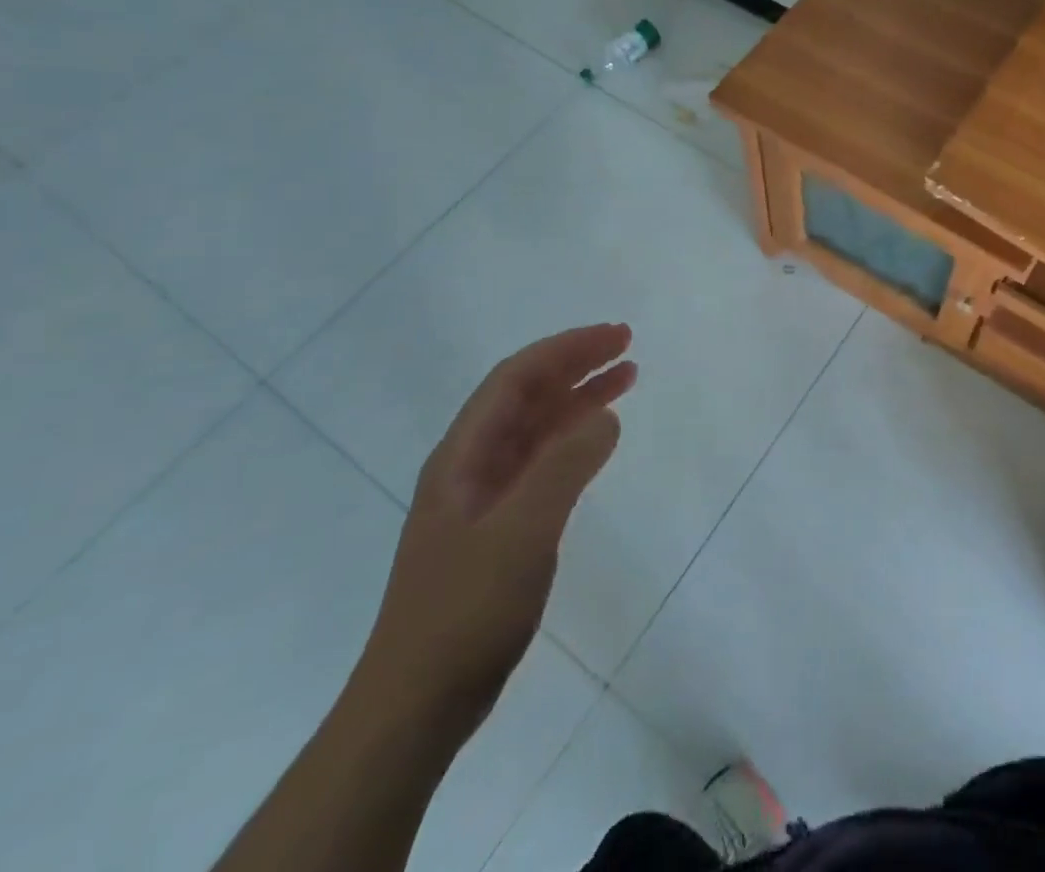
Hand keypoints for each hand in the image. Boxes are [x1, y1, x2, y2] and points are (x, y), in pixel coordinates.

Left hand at [358, 324, 635, 722]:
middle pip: (527, 396)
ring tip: (626, 379)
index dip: (566, 349)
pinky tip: (599, 440)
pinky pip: (542, 464)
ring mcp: (483, 499)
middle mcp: (470, 466)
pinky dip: (574, 441)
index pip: (516, 379)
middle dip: (575, 365)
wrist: (417, 706)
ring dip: (579, 399)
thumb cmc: (465, 611)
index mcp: (463, 456)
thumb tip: (605, 414)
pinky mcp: (499, 528)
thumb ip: (566, 466)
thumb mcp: (522, 531)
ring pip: (537, 429)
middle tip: (627, 347)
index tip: (615, 337)